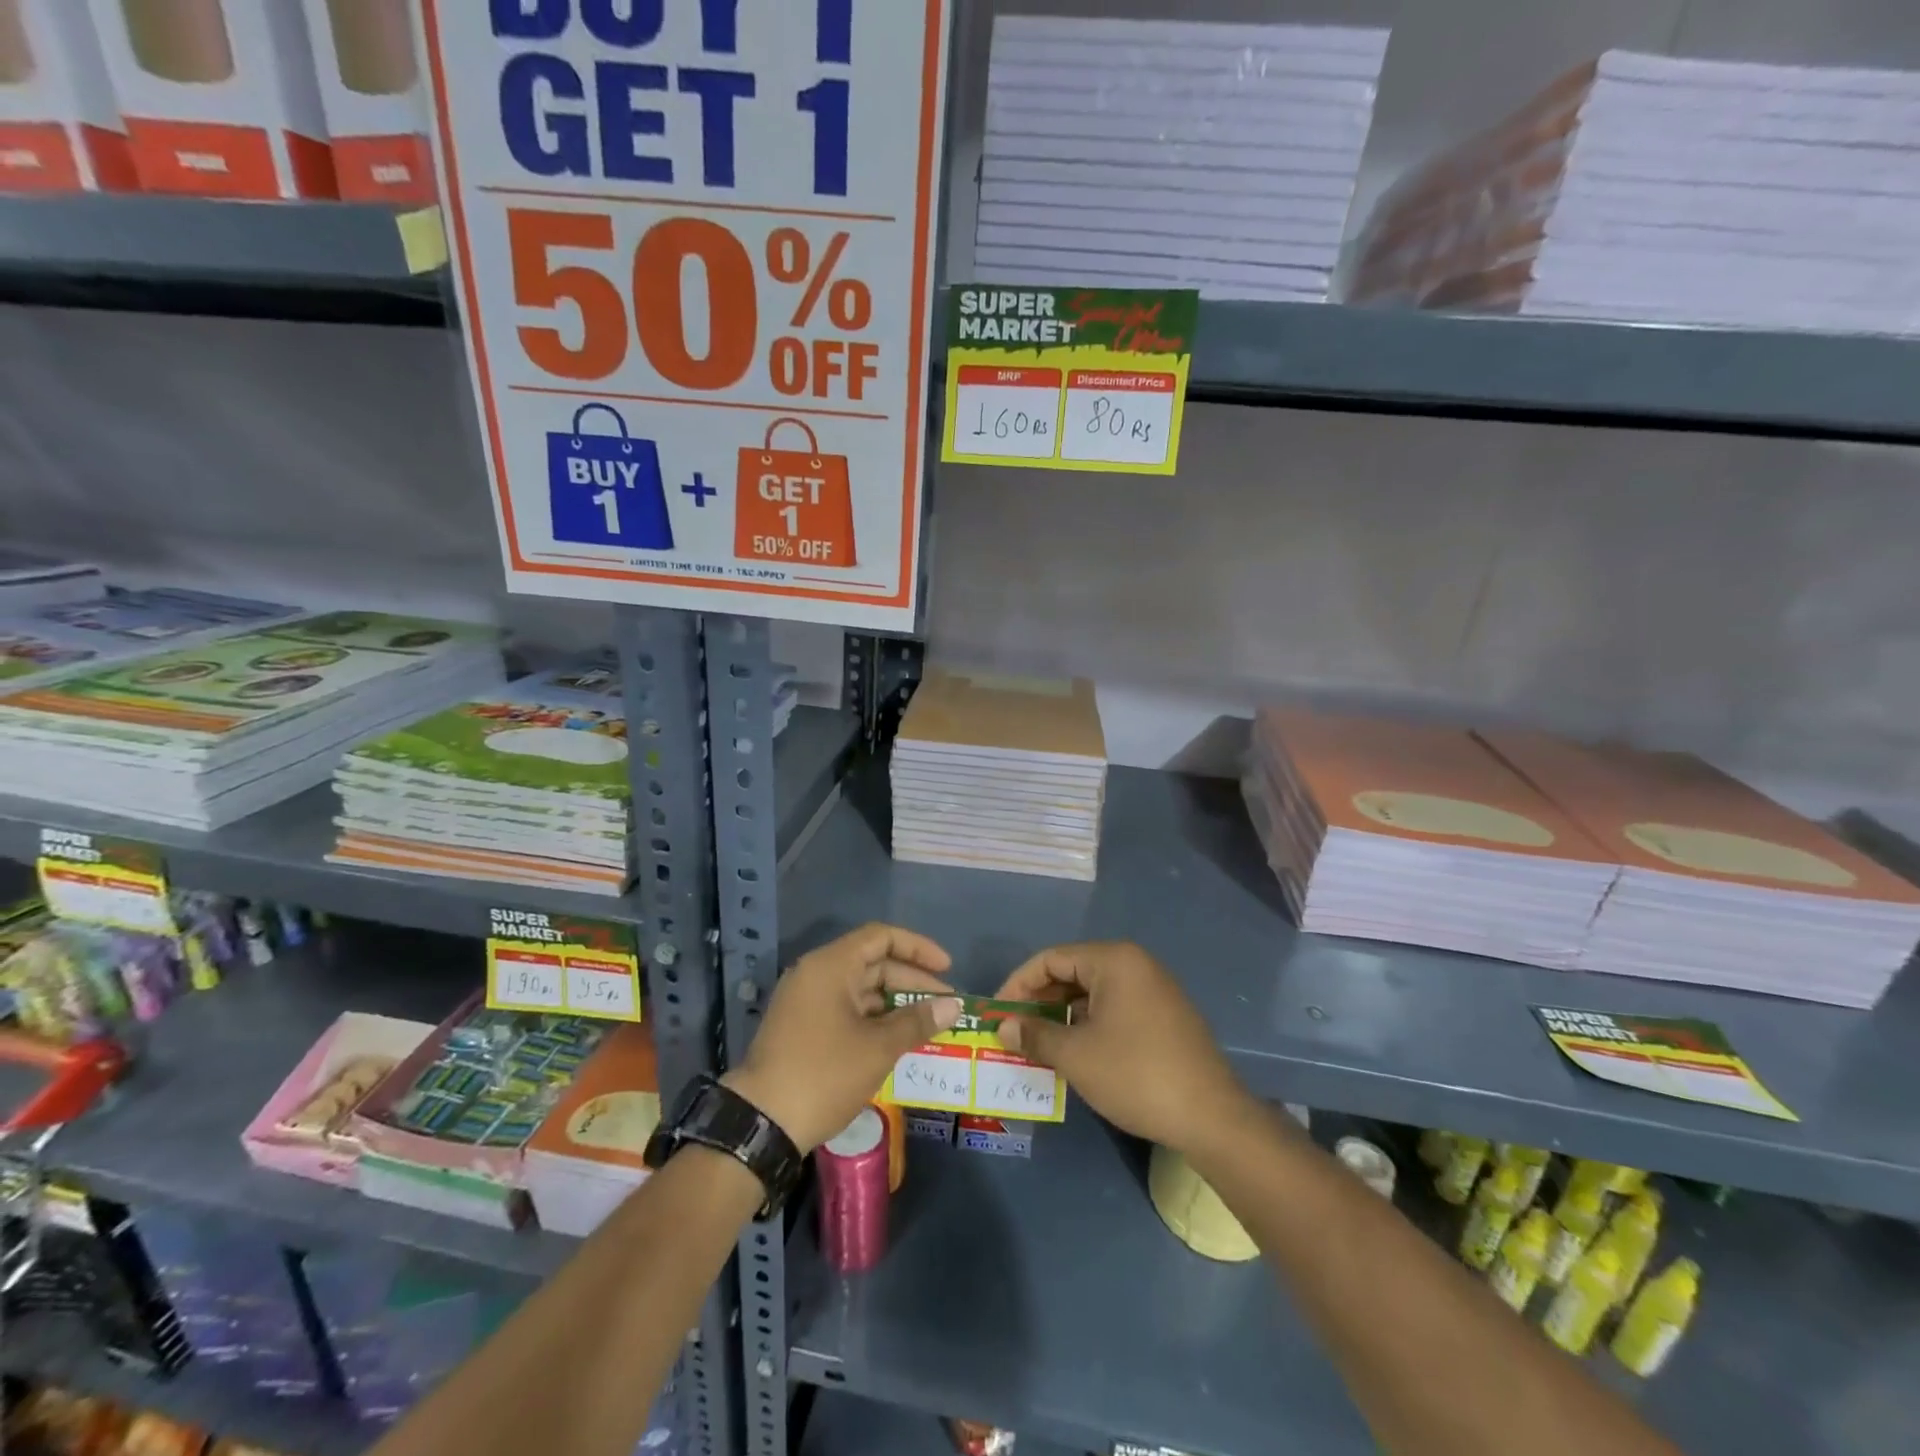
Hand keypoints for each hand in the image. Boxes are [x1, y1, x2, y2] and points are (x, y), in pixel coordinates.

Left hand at [724, 923, 961, 1152]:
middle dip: (912, 980)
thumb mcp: (877, 1048)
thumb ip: (917, 1021)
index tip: (947, 969)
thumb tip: (954, 1006)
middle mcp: (816, 974)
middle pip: (872, 962)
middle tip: (945, 1004)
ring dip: (895, 1002)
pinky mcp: (803, 1026)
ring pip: (860, 988)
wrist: (761, 1124)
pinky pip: (846, 1008)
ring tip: (928, 1022)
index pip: (882, 937)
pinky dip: (874, 1017)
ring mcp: (806, 1000)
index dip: (918, 949)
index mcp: (831, 965)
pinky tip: (898, 1038)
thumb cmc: (823, 1074)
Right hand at [995, 941, 1251, 1155]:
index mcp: (1114, 960)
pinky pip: (1114, 1008)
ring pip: (1092, 993)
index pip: (1051, 959)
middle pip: (1072, 972)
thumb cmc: (1136, 1075)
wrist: (1212, 1117)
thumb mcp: (1076, 1055)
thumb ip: (1035, 1034)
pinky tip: (1074, 1051)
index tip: (997, 1014)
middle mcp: (1135, 964)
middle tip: (1014, 1031)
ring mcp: (1154, 989)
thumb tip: (1004, 1026)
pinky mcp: (1164, 1015)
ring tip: (1038, 1045)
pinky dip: (1088, 1024)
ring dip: (1062, 1015)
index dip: (1018, 985)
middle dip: (1039, 1001)